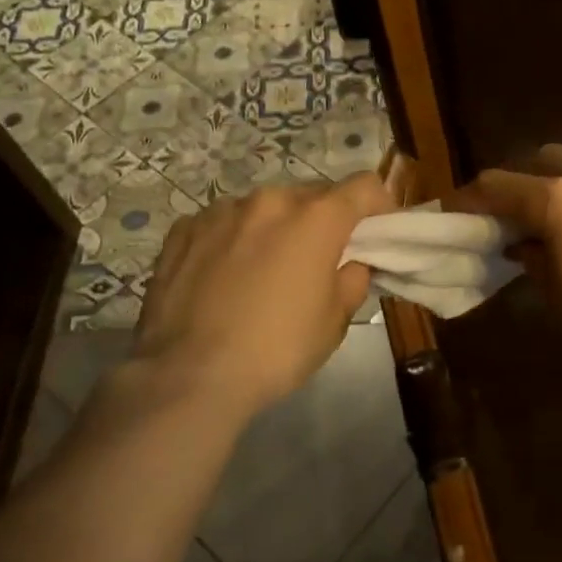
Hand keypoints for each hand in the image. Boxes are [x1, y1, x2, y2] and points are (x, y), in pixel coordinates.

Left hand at [127, 173, 395, 419]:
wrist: (188, 376)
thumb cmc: (277, 349)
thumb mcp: (336, 321)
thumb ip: (352, 279)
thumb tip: (349, 263)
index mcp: (316, 218)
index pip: (364, 186)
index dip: (378, 206)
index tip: (376, 234)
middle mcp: (270, 201)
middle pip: (313, 196)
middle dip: (324, 221)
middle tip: (319, 260)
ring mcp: (221, 211)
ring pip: (265, 209)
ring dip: (276, 228)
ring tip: (264, 271)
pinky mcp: (183, 230)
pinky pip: (224, 223)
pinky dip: (234, 239)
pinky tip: (224, 277)